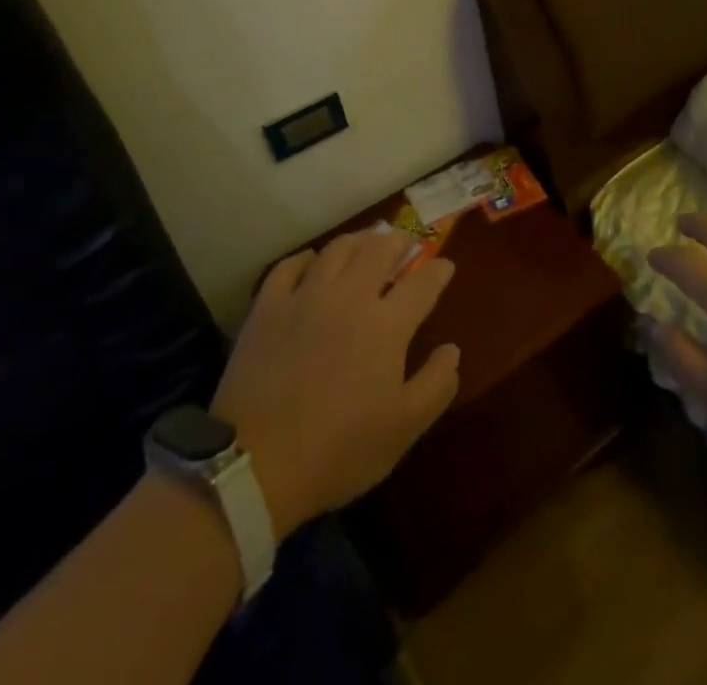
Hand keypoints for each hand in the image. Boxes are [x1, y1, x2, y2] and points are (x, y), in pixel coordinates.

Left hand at [212, 228, 461, 538]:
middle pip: (380, 249)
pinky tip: (312, 261)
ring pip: (337, 248)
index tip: (446, 266)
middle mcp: (350, 297)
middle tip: (406, 243)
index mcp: (387, 325)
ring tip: (366, 242)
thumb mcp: (403, 429)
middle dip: (400, 241)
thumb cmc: (338, 450)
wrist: (254, 466)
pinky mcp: (268, 307)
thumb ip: (436, 385)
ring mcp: (305, 297)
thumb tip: (452, 350)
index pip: (423, 283)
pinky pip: (290, 266)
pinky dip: (307, 258)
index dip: (439, 270)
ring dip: (358, 240)